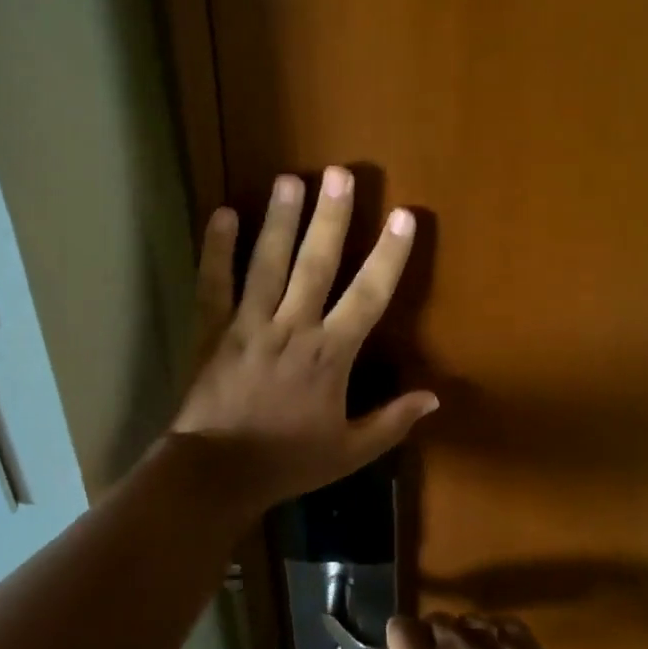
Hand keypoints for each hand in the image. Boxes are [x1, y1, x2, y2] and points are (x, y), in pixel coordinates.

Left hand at [169, 168, 437, 515]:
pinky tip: (222, 213)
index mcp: (330, 354)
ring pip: (267, 264)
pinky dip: (216, 249)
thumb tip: (435, 398)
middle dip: (331, 218)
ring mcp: (249, 324)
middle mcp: (292, 328)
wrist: (217, 474)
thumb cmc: (287, 462)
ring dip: (280, 220)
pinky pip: (214, 283)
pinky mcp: (213, 329)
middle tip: (340, 174)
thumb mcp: (349, 452)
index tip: (405, 217)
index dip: (389, 255)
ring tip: (290, 180)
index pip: (368, 296)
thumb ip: (392, 422)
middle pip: (316, 264)